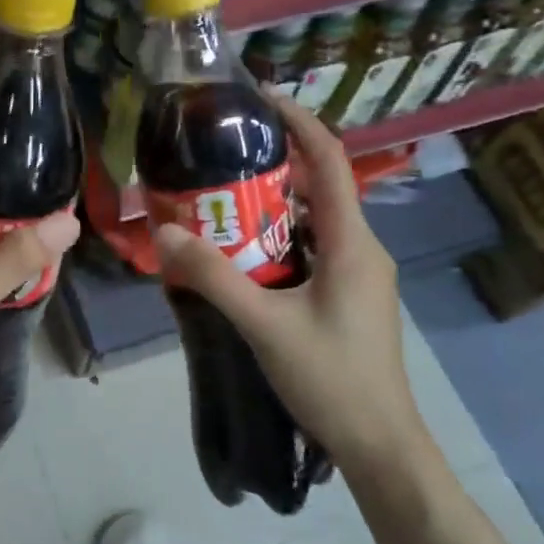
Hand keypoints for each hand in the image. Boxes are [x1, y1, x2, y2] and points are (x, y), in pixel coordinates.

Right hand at [153, 88, 431, 477]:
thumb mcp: (264, 325)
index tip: (260, 100)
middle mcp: (362, 249)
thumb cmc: (330, 378)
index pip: (329, 162)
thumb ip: (213, 276)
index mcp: (353, 243)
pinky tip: (242, 259)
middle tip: (218, 162)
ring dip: (270, 210)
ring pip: (312, 224)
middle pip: (317, 189)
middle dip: (270, 169)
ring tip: (219, 205)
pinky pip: (312, 252)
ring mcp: (359, 276)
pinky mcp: (350, 298)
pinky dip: (278, 242)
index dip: (299, 124)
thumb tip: (164, 230)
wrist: (379, 443)